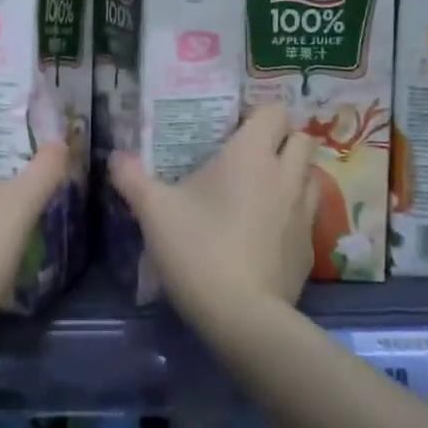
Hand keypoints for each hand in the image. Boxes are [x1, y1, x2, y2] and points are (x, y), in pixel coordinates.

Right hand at [108, 104, 317, 325]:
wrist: (242, 316)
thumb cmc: (197, 248)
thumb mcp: (153, 210)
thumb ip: (131, 177)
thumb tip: (115, 156)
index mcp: (251, 155)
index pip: (274, 111)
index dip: (257, 115)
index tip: (233, 129)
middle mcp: (286, 175)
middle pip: (303, 138)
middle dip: (282, 140)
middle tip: (250, 156)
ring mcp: (304, 212)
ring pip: (312, 174)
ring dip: (293, 174)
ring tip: (263, 189)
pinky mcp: (310, 247)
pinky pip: (309, 214)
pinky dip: (294, 213)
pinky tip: (267, 231)